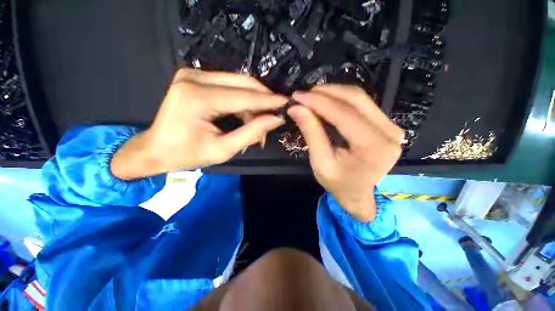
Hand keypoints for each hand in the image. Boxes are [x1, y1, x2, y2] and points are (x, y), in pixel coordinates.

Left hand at [111, 69, 286, 179]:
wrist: (156, 149)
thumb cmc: (187, 154)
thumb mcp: (223, 150)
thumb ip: (252, 133)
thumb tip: (276, 119)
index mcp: (197, 98)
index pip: (244, 97)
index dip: (268, 101)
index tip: (287, 102)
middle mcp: (194, 78)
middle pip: (243, 83)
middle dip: (263, 100)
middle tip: (274, 116)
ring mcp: (193, 74)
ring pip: (238, 83)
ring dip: (253, 104)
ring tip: (258, 125)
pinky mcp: (196, 78)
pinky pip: (230, 86)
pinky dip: (242, 102)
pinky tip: (246, 118)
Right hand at [288, 85, 403, 221]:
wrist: (358, 193)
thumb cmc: (338, 183)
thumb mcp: (320, 162)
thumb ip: (311, 133)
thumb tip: (296, 108)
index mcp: (374, 148)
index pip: (344, 115)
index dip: (319, 102)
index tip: (297, 96)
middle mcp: (390, 133)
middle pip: (356, 99)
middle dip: (326, 93)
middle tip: (304, 94)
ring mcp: (391, 126)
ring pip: (359, 97)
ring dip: (333, 93)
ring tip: (312, 96)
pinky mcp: (386, 124)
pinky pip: (362, 104)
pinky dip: (341, 99)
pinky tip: (326, 101)